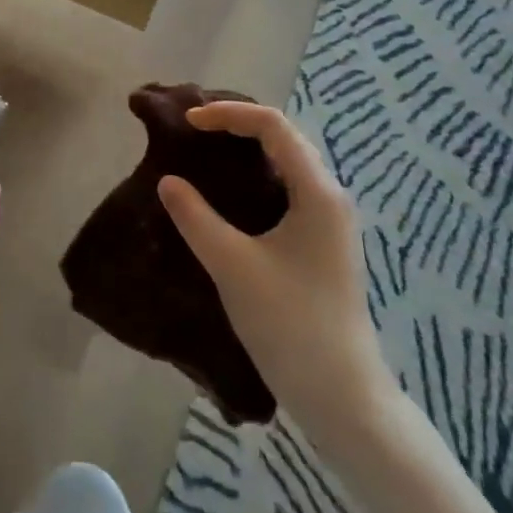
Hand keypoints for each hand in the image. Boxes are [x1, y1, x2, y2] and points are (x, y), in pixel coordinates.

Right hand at [157, 101, 391, 432]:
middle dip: (238, 124)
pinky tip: (230, 196)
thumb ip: (196, 218)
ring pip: (287, 164)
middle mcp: (330, 197)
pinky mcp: (323, 244)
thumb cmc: (291, 325)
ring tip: (206, 152)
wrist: (344, 399)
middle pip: (283, 138)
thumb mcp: (233, 266)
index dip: (228, 114)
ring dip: (248, 150)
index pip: (273, 126)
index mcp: (317, 192)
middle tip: (193, 130)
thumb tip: (168, 181)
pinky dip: (256, 178)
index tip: (188, 122)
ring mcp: (330, 222)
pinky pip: (288, 189)